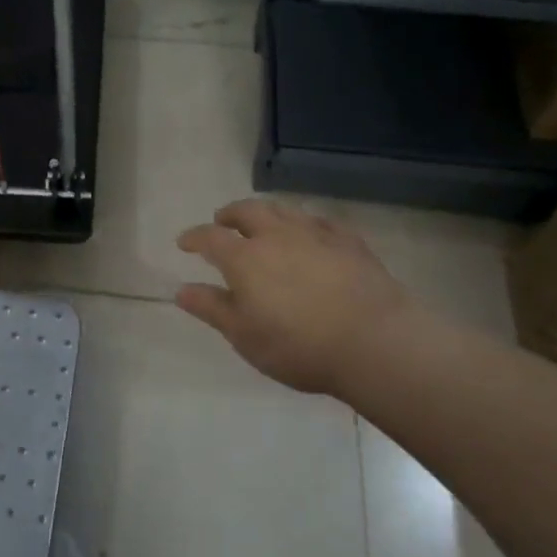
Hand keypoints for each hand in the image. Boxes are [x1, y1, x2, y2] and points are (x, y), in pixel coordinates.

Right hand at [176, 200, 414, 397]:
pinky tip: (309, 235)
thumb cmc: (298, 345)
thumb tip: (181, 289)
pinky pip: (319, 222)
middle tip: (223, 221)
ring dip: (265, 213)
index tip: (184, 242)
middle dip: (230, 214)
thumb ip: (212, 308)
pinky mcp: (348, 241)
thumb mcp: (244, 336)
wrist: (375, 342)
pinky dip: (304, 224)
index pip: (210, 237)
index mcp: (244, 258)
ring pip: (283, 211)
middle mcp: (276, 235)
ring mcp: (315, 234)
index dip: (194, 237)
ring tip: (262, 223)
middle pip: (248, 211)